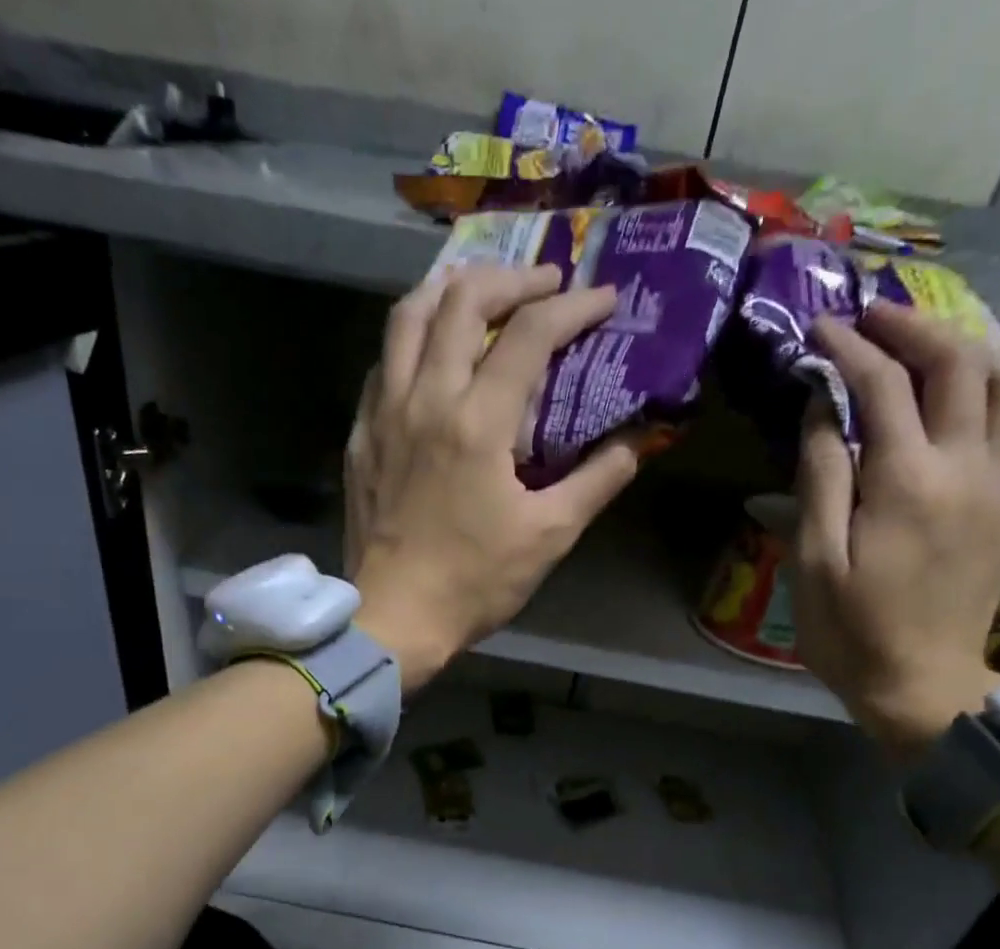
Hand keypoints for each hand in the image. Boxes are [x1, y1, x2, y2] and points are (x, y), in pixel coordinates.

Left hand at [345, 264, 642, 690]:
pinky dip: (412, 342)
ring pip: (408, 318)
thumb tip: (638, 441)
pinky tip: (430, 356)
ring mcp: (384, 414)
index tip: (604, 301)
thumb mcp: (549, 537)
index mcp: (477, 422)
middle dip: (511, 278)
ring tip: (481, 294)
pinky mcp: (361, 437)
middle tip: (544, 285)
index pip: (530, 333)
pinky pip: (383, 364)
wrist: (395, 619)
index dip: (573, 306)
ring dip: (449, 291)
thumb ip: (598, 480)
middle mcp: (426, 399)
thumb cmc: (475, 583)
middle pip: (461, 299)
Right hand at [793, 303, 999, 758]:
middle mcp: (966, 466)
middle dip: (914, 326)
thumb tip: (822, 409)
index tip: (819, 329)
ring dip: (972, 349)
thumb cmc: (852, 632)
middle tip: (874, 317)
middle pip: (958, 362)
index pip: (882, 384)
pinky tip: (974, 413)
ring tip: (932, 344)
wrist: (922, 687)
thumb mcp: (816, 561)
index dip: (848, 348)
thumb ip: (820, 478)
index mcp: (906, 480)